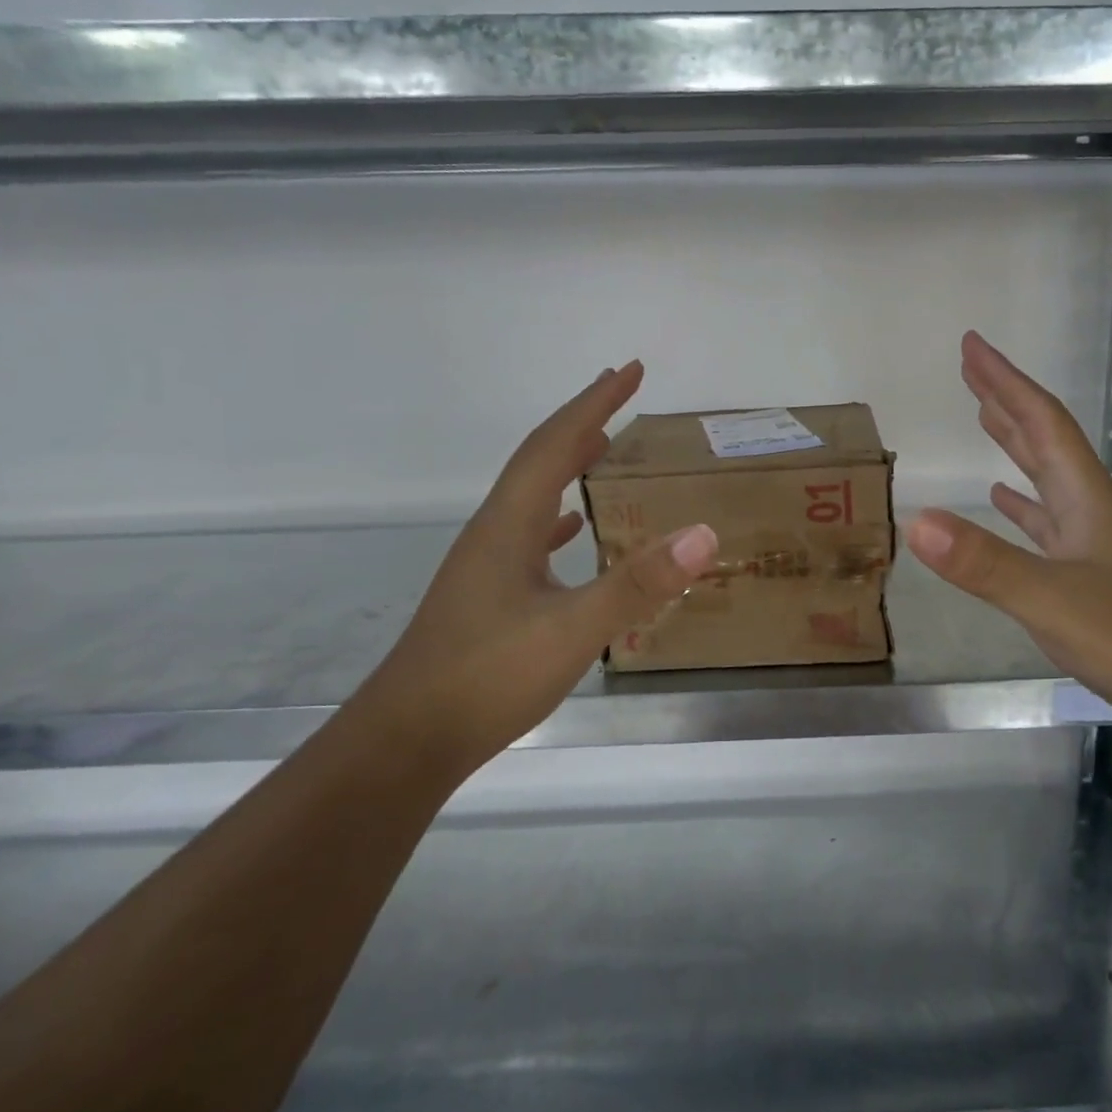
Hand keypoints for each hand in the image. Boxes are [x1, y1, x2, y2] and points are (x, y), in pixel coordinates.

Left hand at [358, 361, 716, 778]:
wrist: (407, 742)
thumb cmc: (486, 678)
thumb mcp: (572, 630)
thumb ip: (637, 583)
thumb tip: (704, 533)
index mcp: (509, 525)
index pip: (554, 445)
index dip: (593, 403)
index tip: (630, 370)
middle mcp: (495, 533)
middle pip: (540, 460)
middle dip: (582, 421)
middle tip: (621, 393)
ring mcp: (488, 566)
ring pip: (534, 496)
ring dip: (569, 464)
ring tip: (604, 446)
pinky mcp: (490, 596)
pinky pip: (532, 536)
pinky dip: (559, 518)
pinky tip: (573, 529)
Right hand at [906, 332, 1111, 739]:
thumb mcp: (1050, 599)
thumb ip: (983, 562)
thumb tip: (916, 520)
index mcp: (1086, 499)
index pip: (1042, 423)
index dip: (1005, 382)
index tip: (972, 346)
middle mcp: (1092, 510)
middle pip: (1046, 441)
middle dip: (1006, 403)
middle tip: (971, 371)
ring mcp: (1095, 545)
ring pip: (1047, 480)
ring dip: (1016, 447)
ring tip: (986, 420)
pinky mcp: (1093, 578)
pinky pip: (1048, 526)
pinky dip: (1023, 506)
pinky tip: (1006, 503)